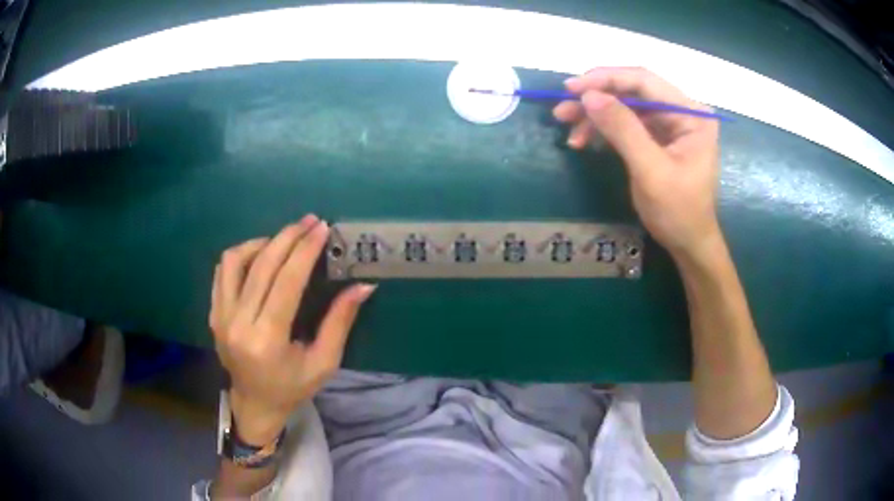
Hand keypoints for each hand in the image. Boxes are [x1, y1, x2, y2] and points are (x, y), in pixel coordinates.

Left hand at [210, 214, 375, 444]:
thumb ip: (340, 322)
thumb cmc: (293, 388)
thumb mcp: (324, 362)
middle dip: (288, 237)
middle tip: (309, 222)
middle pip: (261, 265)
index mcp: (267, 340)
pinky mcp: (213, 313)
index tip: (321, 228)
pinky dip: (242, 255)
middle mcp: (238, 324)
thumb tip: (363, 286)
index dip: (305, 251)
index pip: (285, 282)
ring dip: (261, 243)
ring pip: (235, 260)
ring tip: (283, 240)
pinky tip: (260, 255)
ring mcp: (220, 317)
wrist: (255, 403)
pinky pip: (223, 271)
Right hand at [553, 67, 721, 258]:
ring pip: (625, 106)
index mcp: (691, 114)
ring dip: (595, 115)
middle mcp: (681, 111)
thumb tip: (588, 95)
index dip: (606, 79)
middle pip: (632, 91)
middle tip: (562, 109)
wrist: (688, 244)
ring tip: (567, 126)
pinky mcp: (657, 137)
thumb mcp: (650, 170)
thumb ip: (623, 129)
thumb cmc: (678, 211)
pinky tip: (583, 139)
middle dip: (596, 98)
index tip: (572, 88)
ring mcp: (669, 124)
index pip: (645, 81)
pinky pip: (626, 123)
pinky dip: (603, 129)